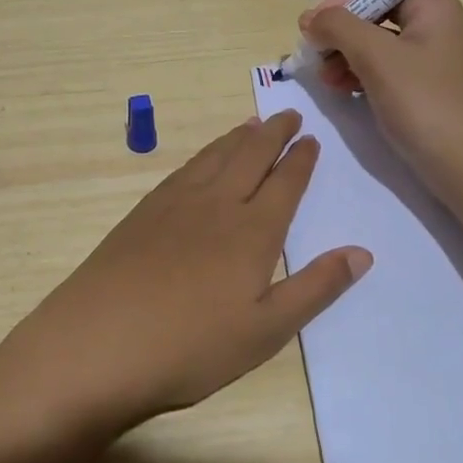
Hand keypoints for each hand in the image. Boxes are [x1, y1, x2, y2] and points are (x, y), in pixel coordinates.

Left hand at [0, 113, 369, 462]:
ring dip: (238, 137)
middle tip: (289, 115)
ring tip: (252, 123)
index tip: (312, 140)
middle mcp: (216, 204)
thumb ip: (316, 288)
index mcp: (252, 232)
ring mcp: (174, 204)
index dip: (301, 160)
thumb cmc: (191, 347)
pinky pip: (183, 169)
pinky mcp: (143, 213)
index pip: (285, 183)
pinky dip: (203, 154)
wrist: (100, 342)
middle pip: (250, 156)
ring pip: (214, 157)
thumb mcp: (266, 330)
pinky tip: (203, 159)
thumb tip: (362, 252)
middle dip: (274, 133)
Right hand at [300, 0, 462, 199]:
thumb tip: (311, 18)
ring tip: (324, 78)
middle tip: (314, 53)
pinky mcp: (428, 90)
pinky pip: (388, 70)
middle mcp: (438, 26)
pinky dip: (361, 74)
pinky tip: (342, 90)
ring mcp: (434, 61)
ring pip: (379, 44)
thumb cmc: (424, 103)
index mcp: (435, 7)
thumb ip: (339, 27)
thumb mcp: (376, 57)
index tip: (317, 24)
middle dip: (342, 31)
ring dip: (346, 55)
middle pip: (379, 12)